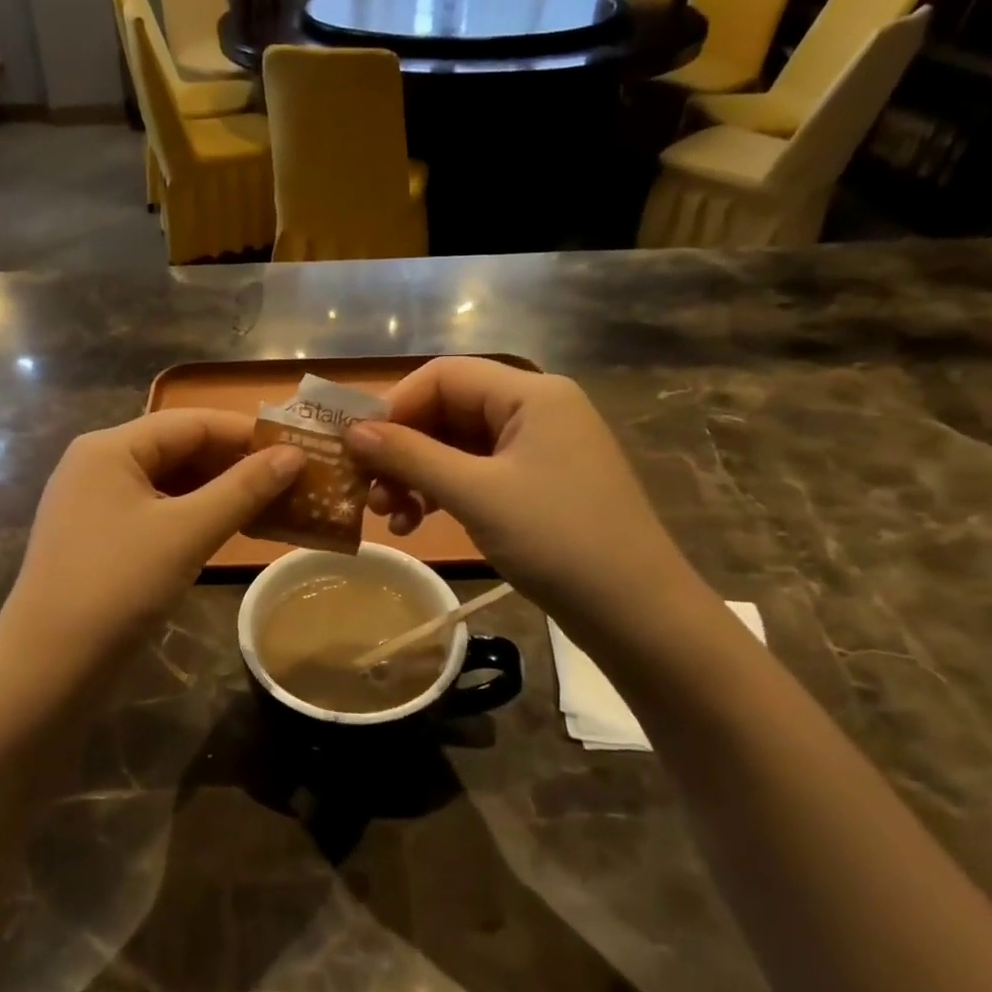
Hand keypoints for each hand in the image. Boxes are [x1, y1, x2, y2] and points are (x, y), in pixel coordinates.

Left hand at [0, 410, 302, 666]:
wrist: (46, 669)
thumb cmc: (117, 586)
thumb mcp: (187, 532)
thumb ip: (243, 489)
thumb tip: (295, 454)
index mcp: (110, 447)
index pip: (190, 422)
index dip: (245, 432)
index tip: (296, 448)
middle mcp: (98, 464)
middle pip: (178, 448)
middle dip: (234, 463)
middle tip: (291, 479)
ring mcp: (95, 503)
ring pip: (169, 482)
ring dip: (218, 491)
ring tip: (271, 503)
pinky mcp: (99, 537)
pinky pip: (156, 510)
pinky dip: (194, 515)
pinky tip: (229, 529)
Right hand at [347, 358, 701, 648]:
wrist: (638, 614)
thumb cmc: (558, 541)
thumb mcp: (475, 494)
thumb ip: (410, 456)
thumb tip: (352, 432)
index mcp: (531, 393)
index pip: (443, 376)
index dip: (394, 406)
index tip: (357, 448)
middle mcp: (537, 409)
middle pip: (449, 409)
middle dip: (403, 448)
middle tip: (369, 491)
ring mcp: (541, 448)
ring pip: (459, 445)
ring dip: (418, 474)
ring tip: (391, 516)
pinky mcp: (540, 483)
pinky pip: (478, 472)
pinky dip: (444, 491)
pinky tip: (419, 521)